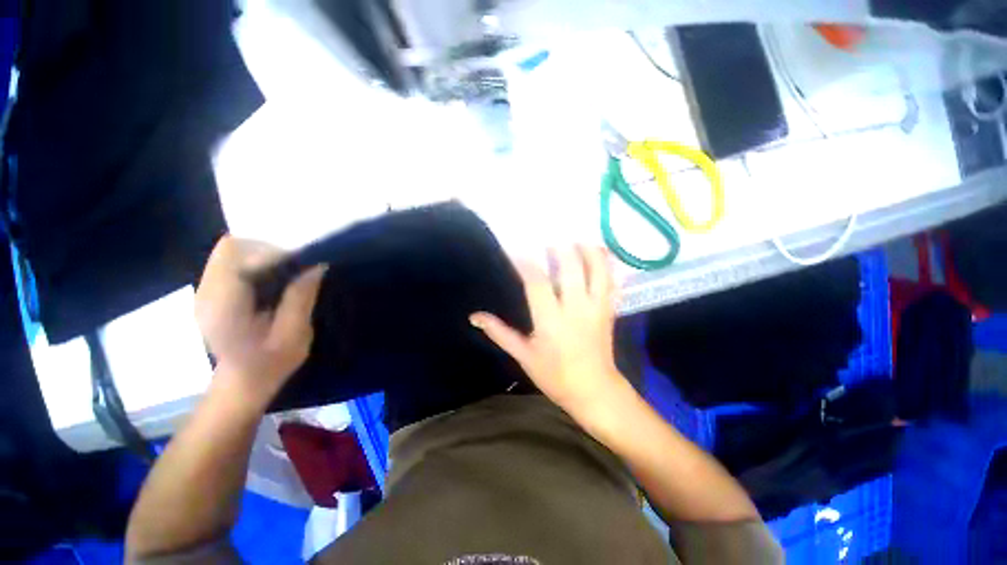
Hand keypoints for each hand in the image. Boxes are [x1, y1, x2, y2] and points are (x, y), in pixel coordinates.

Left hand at [195, 236, 325, 403]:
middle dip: (267, 249)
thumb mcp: (294, 335)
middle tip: (296, 266)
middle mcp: (206, 292)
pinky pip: (233, 263)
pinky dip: (257, 263)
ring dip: (263, 255)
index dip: (268, 250)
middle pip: (230, 247)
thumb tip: (316, 266)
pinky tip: (274, 280)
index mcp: (223, 305)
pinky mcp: (213, 291)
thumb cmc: (269, 364)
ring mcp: (206, 290)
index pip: (234, 253)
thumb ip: (301, 298)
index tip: (299, 263)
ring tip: (288, 273)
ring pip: (232, 252)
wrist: (242, 384)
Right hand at [470, 246, 624, 415]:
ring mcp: (597, 306)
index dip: (524, 262)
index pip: (536, 282)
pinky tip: (595, 251)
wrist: (595, 391)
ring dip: (586, 249)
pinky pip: (610, 279)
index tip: (514, 250)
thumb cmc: (555, 376)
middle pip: (571, 266)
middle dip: (558, 246)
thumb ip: (500, 333)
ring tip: (574, 237)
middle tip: (547, 237)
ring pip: (597, 268)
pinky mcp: (609, 309)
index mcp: (551, 321)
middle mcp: (576, 308)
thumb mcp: (524, 356)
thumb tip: (475, 317)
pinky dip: (604, 261)